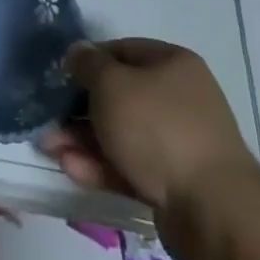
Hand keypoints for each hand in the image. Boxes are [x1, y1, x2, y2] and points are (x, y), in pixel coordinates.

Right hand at [40, 38, 259, 230]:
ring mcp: (177, 142)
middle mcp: (178, 98)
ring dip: (83, 140)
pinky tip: (71, 170)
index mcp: (172, 64)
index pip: (121, 50)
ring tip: (50, 149)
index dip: (88, 61)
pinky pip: (130, 165)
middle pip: (118, 96)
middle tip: (47, 120)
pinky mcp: (173, 181)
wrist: (212, 209)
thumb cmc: (157, 128)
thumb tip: (78, 52)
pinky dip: (100, 166)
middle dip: (78, 109)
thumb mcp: (112, 84)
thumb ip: (88, 65)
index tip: (60, 77)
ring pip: (120, 133)